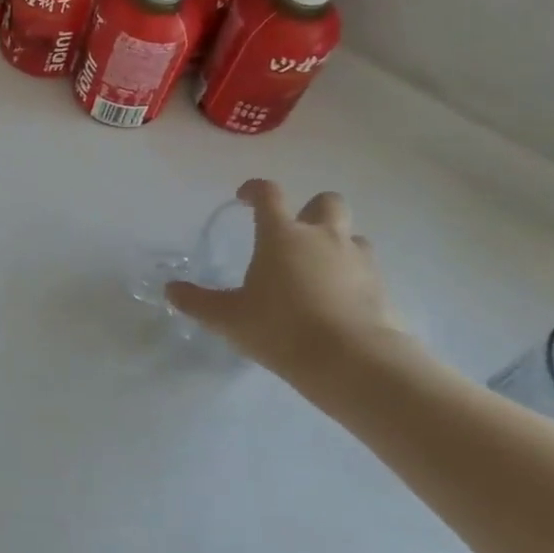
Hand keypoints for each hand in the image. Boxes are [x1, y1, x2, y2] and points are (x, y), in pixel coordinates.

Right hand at [166, 180, 401, 378]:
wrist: (355, 362)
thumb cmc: (281, 328)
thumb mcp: (228, 318)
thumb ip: (197, 302)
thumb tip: (171, 290)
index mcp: (282, 235)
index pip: (269, 194)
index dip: (255, 190)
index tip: (244, 198)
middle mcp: (322, 237)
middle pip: (326, 202)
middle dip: (311, 210)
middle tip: (293, 233)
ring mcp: (358, 261)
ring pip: (352, 235)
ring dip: (336, 243)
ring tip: (318, 270)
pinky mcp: (382, 288)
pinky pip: (367, 270)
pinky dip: (353, 277)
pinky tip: (337, 302)